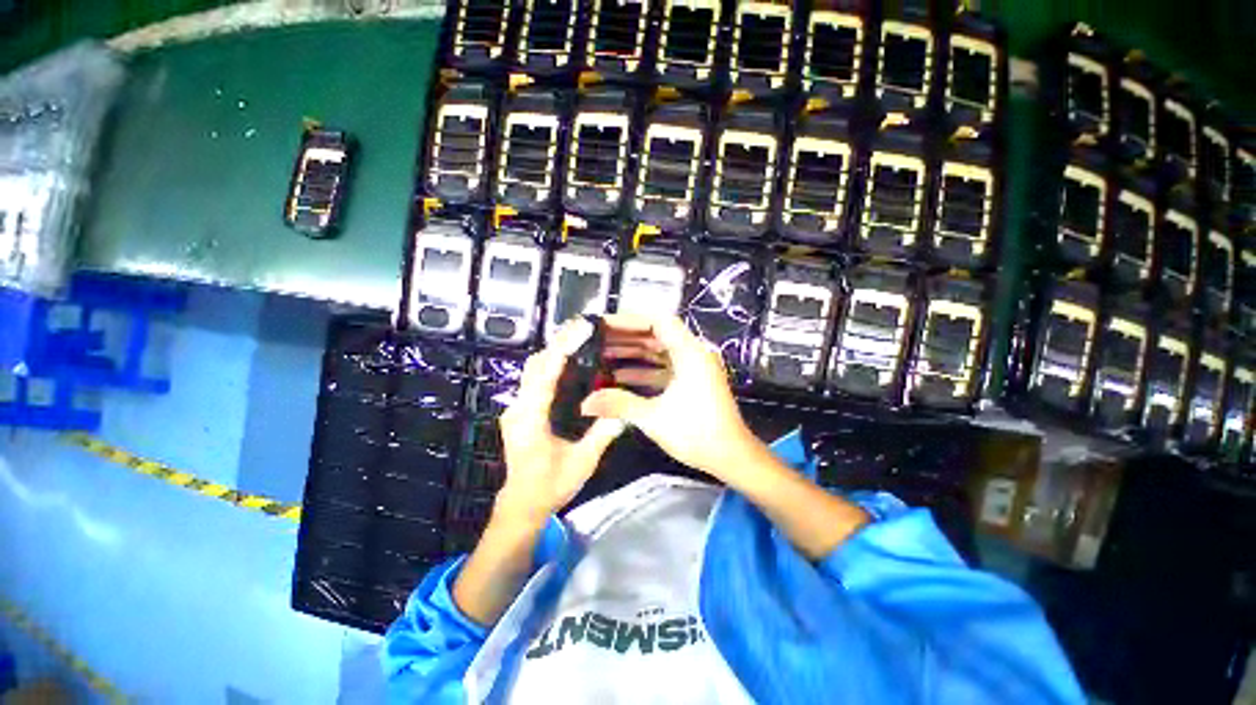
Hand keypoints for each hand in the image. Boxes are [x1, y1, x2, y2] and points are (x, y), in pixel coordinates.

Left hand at [495, 319, 626, 521]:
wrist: (521, 504)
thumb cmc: (549, 487)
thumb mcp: (582, 463)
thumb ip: (602, 435)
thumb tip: (624, 412)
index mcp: (530, 418)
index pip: (545, 373)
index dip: (563, 348)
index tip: (583, 329)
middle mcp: (518, 407)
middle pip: (536, 364)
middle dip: (559, 343)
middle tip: (587, 330)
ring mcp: (517, 408)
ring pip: (533, 369)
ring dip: (555, 352)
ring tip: (582, 340)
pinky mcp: (521, 411)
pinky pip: (536, 380)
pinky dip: (552, 366)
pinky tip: (571, 364)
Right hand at [582, 314, 764, 482]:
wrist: (731, 457)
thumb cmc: (697, 433)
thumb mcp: (654, 418)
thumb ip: (619, 404)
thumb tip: (584, 403)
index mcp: (689, 352)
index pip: (658, 321)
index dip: (629, 320)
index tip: (604, 325)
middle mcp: (693, 353)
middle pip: (656, 334)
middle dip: (626, 337)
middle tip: (597, 340)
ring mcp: (693, 368)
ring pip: (659, 352)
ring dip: (633, 354)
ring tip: (602, 356)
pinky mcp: (691, 381)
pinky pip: (663, 368)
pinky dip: (643, 370)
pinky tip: (619, 377)